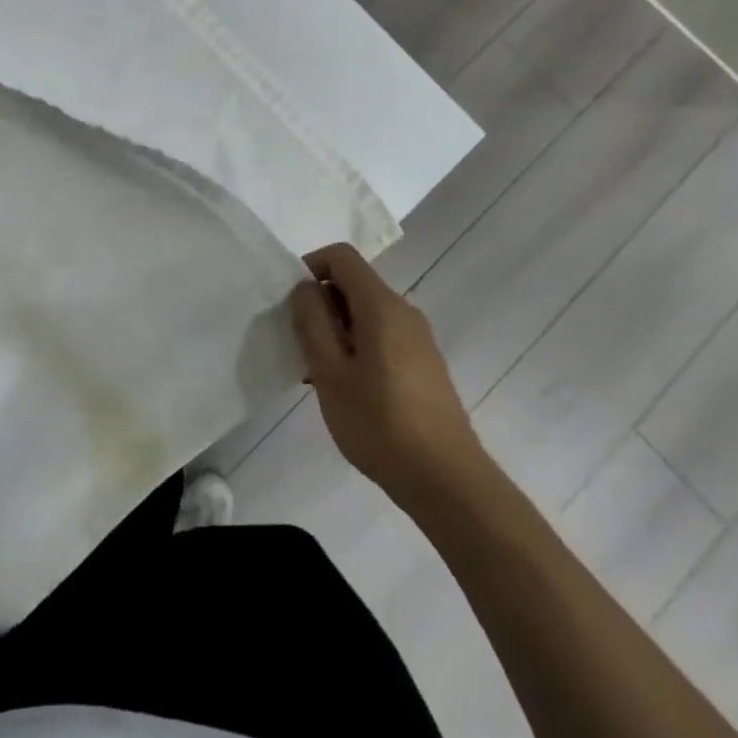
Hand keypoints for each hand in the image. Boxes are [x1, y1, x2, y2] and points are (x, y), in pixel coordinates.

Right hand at [291, 244, 488, 511]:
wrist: (447, 480)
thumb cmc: (380, 423)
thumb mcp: (330, 373)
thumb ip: (313, 322)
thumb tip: (306, 288)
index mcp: (381, 305)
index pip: (342, 257)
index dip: (311, 267)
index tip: (291, 302)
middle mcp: (404, 311)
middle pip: (354, 285)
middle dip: (320, 305)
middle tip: (298, 344)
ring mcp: (418, 338)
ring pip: (366, 314)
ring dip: (336, 331)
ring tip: (317, 374)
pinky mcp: (424, 364)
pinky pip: (382, 337)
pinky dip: (356, 347)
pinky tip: (346, 390)